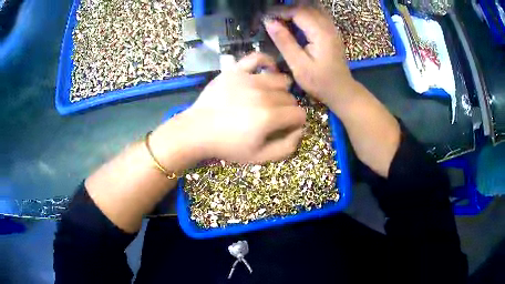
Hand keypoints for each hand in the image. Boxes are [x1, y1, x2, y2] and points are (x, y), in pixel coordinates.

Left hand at [172, 53, 306, 163]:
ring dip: (280, 90)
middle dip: (288, 109)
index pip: (300, 114)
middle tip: (274, 116)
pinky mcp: (236, 70)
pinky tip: (266, 71)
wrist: (197, 131)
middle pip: (291, 98)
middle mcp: (263, 95)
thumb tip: (300, 130)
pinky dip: (266, 62)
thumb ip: (286, 147)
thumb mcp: (259, 158)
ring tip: (270, 97)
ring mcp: (248, 79)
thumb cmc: (228, 146)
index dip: (297, 122)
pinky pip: (257, 57)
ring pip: (281, 79)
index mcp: (269, 117)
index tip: (287, 126)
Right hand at [264, 7, 354, 105]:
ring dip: (295, 11)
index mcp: (320, 33)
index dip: (280, 11)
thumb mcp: (298, 65)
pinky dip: (304, 15)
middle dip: (286, 9)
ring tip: (281, 19)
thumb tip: (269, 22)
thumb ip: (284, 41)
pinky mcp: (331, 32)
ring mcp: (332, 28)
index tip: (266, 17)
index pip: (298, 11)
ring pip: (312, 9)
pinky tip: (295, 23)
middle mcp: (328, 26)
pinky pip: (317, 15)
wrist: (341, 91)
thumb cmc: (319, 82)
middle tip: (272, 19)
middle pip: (306, 7)